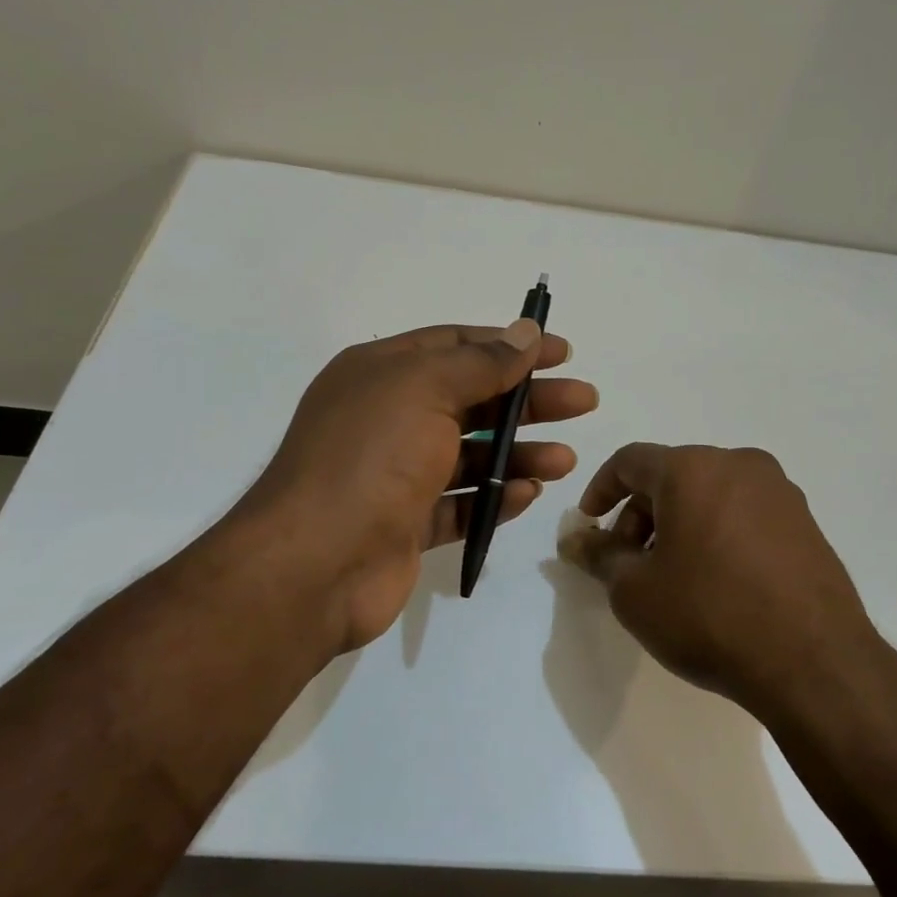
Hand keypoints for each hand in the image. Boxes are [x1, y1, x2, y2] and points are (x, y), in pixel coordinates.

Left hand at [238, 320, 598, 656]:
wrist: (314, 565)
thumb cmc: (372, 457)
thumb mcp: (427, 389)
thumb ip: (483, 362)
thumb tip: (526, 331)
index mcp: (381, 374)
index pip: (455, 345)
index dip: (510, 345)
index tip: (561, 352)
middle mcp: (386, 418)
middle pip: (472, 400)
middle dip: (528, 400)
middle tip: (583, 401)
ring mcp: (395, 475)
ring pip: (470, 456)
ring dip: (519, 454)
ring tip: (565, 460)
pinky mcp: (404, 524)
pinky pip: (460, 504)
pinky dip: (494, 499)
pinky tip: (530, 495)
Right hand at [561, 443, 881, 717]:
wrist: (814, 662)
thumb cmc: (709, 616)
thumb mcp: (635, 592)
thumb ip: (601, 556)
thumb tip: (579, 541)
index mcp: (692, 468)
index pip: (630, 461)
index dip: (601, 489)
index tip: (590, 526)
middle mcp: (738, 464)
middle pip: (672, 475)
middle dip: (641, 514)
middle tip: (631, 563)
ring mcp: (780, 491)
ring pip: (710, 493)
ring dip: (680, 524)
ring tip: (674, 576)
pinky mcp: (806, 521)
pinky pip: (745, 512)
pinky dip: (718, 533)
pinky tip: (718, 581)